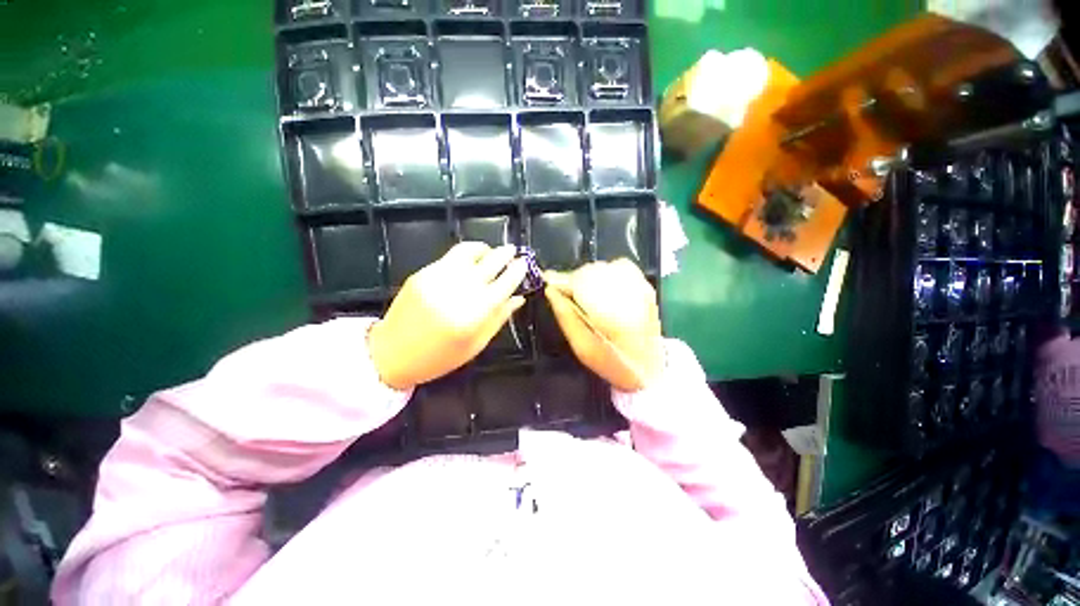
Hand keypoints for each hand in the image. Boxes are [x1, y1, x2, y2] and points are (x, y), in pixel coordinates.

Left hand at [368, 242, 527, 390]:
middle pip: (489, 262)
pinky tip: (470, 261)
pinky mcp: (423, 273)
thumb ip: (499, 318)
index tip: (525, 264)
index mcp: (474, 314)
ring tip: (490, 253)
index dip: (517, 271)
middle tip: (513, 251)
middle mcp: (458, 291)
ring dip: (484, 249)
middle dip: (505, 254)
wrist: (391, 353)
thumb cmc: (439, 357)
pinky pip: (450, 257)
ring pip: (468, 251)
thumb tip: (519, 298)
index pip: (505, 283)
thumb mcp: (476, 344)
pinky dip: (465, 254)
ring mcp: (438, 278)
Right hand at [544, 259, 663, 391]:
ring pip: (603, 266)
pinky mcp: (646, 285)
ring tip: (583, 294)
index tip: (547, 282)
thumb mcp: (582, 347)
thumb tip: (550, 290)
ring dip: (588, 276)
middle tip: (564, 293)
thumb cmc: (613, 363)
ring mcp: (641, 286)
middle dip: (573, 279)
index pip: (581, 280)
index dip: (561, 279)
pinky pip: (618, 266)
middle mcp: (629, 292)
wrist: (651, 369)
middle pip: (591, 270)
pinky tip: (601, 289)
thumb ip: (566, 316)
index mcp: (613, 311)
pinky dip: (604, 274)